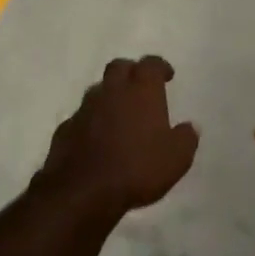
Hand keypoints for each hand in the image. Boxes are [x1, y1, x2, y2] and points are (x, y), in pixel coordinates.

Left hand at [35, 56, 199, 219]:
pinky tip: (98, 138)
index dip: (160, 67)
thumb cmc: (138, 168)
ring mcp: (84, 109)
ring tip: (120, 115)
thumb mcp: (177, 158)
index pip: (150, 64)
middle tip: (141, 87)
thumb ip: (186, 138)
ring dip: (110, 96)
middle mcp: (111, 92)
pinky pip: (82, 117)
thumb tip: (188, 128)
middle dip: (131, 72)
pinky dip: (92, 121)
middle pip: (119, 67)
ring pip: (98, 91)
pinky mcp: (66, 129)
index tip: (167, 76)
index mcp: (141, 92)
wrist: (83, 191)